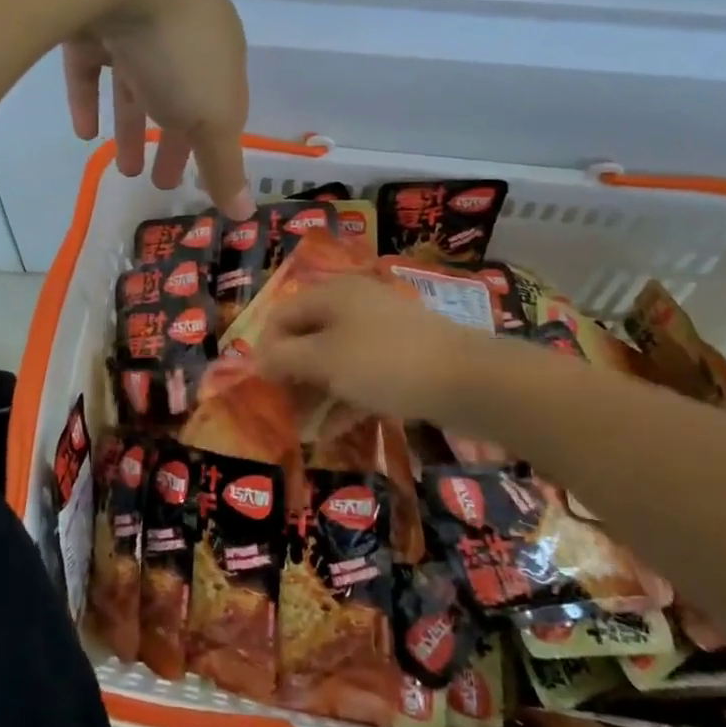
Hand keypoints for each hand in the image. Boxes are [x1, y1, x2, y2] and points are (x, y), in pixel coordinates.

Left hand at [46, 0, 253, 219]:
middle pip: (178, 97)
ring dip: (131, 126)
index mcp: (218, 56)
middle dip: (173, 139)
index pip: (220, 110)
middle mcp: (179, 37)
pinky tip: (83, 131)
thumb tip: (244, 214)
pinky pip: (90, 63)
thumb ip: (224, 163)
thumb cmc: (179, 45)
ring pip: (134, 83)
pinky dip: (89, 97)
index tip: (197, 186)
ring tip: (122, 169)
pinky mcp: (86, 14)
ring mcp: (132, 21)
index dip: (210, 151)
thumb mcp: (212, 115)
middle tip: (160, 182)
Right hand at [255, 275, 491, 423]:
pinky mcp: (401, 359)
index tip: (259, 386)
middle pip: (307, 338)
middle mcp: (353, 306)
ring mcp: (380, 333)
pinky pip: (360, 375)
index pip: (281, 315)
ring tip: (301, 427)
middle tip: (279, 409)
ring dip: (314, 391)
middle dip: (290, 374)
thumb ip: (284, 358)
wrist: (468, 379)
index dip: (265, 349)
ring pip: (334, 360)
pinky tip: (330, 431)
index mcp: (331, 295)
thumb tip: (257, 360)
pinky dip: (343, 399)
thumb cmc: (383, 362)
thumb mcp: (324, 360)